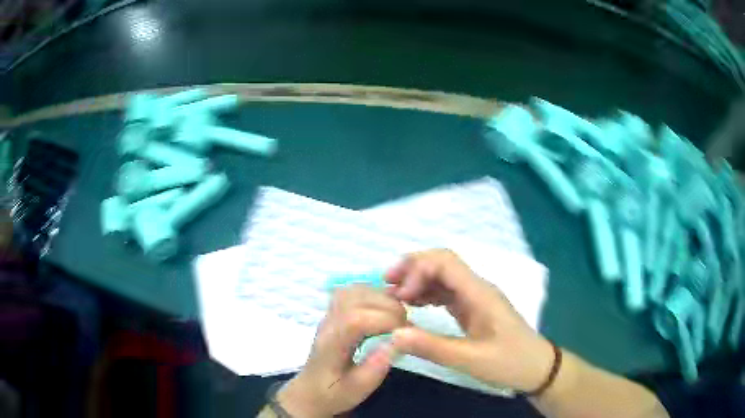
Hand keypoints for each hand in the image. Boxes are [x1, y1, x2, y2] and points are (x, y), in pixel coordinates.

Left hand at [277, 285, 406, 417]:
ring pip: (356, 290)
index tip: (405, 334)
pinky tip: (384, 311)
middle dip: (389, 307)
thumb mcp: (357, 390)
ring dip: (382, 298)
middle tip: (405, 327)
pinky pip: (354, 291)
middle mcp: (328, 323)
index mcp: (331, 344)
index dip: (385, 320)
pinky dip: (374, 295)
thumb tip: (397, 342)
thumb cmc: (333, 393)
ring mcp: (329, 314)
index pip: (355, 320)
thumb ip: (375, 368)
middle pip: (357, 298)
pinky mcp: (334, 311)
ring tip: (397, 318)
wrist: (309, 391)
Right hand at [386, 249, 553, 391]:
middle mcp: (476, 289)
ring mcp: (475, 298)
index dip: (417, 270)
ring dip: (418, 280)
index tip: (399, 295)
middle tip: (386, 285)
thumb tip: (393, 333)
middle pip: (442, 263)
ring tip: (393, 296)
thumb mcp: (470, 359)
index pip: (445, 262)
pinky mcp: (472, 309)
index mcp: (480, 293)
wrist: (536, 368)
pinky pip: (445, 293)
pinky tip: (412, 305)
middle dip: (413, 268)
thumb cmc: (510, 363)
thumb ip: (432, 346)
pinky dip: (426, 294)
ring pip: (442, 277)